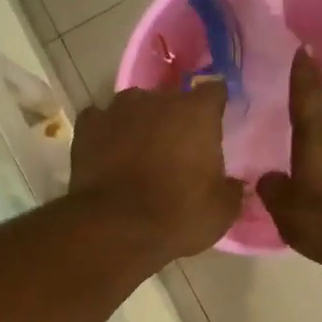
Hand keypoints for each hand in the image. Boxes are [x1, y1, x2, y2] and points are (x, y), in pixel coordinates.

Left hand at [69, 82, 242, 260]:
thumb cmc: (178, 216)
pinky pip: (101, 122)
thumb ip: (232, 189)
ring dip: (140, 124)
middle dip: (175, 120)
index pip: (214, 92)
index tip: (215, 126)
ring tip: (139, 153)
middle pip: (172, 100)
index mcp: (197, 112)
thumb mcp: (222, 212)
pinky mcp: (86, 127)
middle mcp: (157, 100)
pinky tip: (108, 155)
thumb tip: (235, 184)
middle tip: (177, 151)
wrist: (116, 229)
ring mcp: (116, 110)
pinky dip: (106, 134)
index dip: (215, 108)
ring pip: (134, 108)